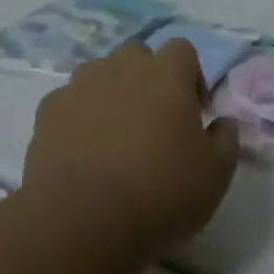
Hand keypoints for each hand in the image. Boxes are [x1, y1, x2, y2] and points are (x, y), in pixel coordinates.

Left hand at [21, 40, 239, 265]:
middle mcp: (121, 66)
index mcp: (166, 73)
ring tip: (115, 139)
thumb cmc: (158, 194)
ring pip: (101, 75)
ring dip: (112, 95)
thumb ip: (226, 141)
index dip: (190, 76)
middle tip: (154, 124)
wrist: (79, 223)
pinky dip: (79, 118)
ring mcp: (80, 85)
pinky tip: (82, 154)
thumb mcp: (215, 176)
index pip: (183, 50)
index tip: (192, 113)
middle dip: (148, 80)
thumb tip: (224, 123)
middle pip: (139, 56)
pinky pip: (70, 102)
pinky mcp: (48, 111)